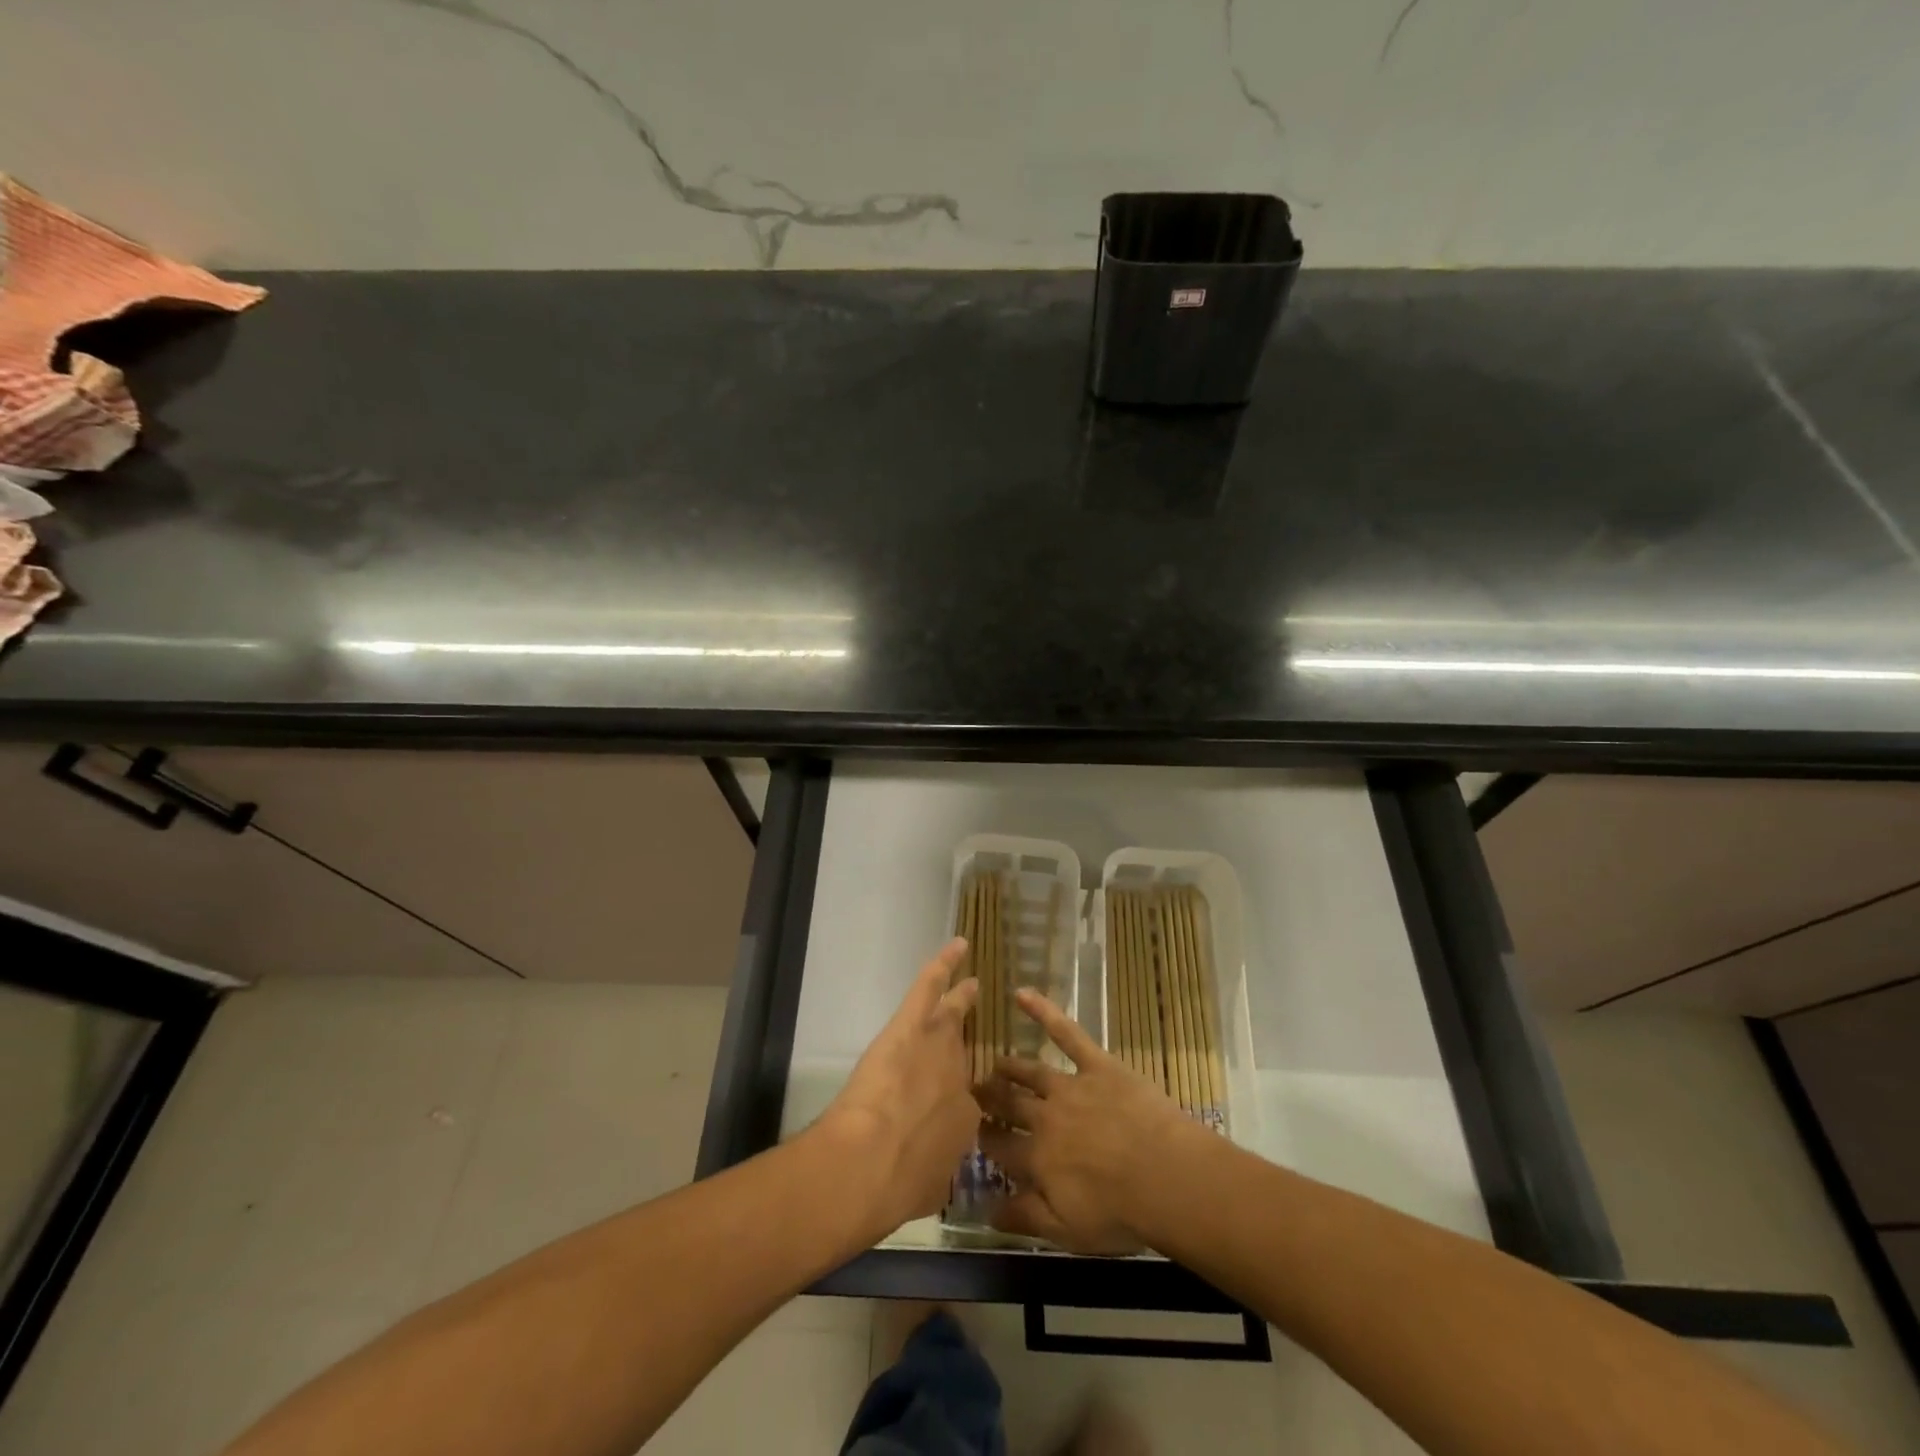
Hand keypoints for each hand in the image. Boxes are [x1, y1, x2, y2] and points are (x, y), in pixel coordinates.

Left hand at [815, 937, 980, 1238]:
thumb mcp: (928, 1191)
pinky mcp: (912, 1025)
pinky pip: (930, 986)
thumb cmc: (895, 1187)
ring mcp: (939, 1046)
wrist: (870, 1165)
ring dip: (962, 997)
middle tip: (983, 1034)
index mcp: (966, 1123)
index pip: (970, 1104)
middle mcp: (962, 1080)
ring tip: (972, 984)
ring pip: (952, 1012)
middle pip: (967, 1055)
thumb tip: (930, 1180)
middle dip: (974, 1044)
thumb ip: (935, 1178)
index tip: (960, 1099)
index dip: (964, 1100)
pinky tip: (958, 945)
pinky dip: (945, 963)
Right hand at [976, 987, 1199, 1254]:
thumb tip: (984, 1211)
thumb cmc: (1120, 1212)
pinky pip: (1066, 1033)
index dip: (983, 1137)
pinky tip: (1022, 994)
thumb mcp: (1066, 1231)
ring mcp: (1070, 1085)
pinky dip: (1044, 1011)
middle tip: (975, 1091)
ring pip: (1031, 1072)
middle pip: (1009, 1105)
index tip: (971, 1130)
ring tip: (998, 1065)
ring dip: (1011, 1068)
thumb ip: (1024, 1218)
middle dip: (990, 1099)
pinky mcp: (1096, 1064)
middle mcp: (1044, 1117)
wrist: (1165, 1176)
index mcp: (1035, 1158)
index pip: (999, 1145)